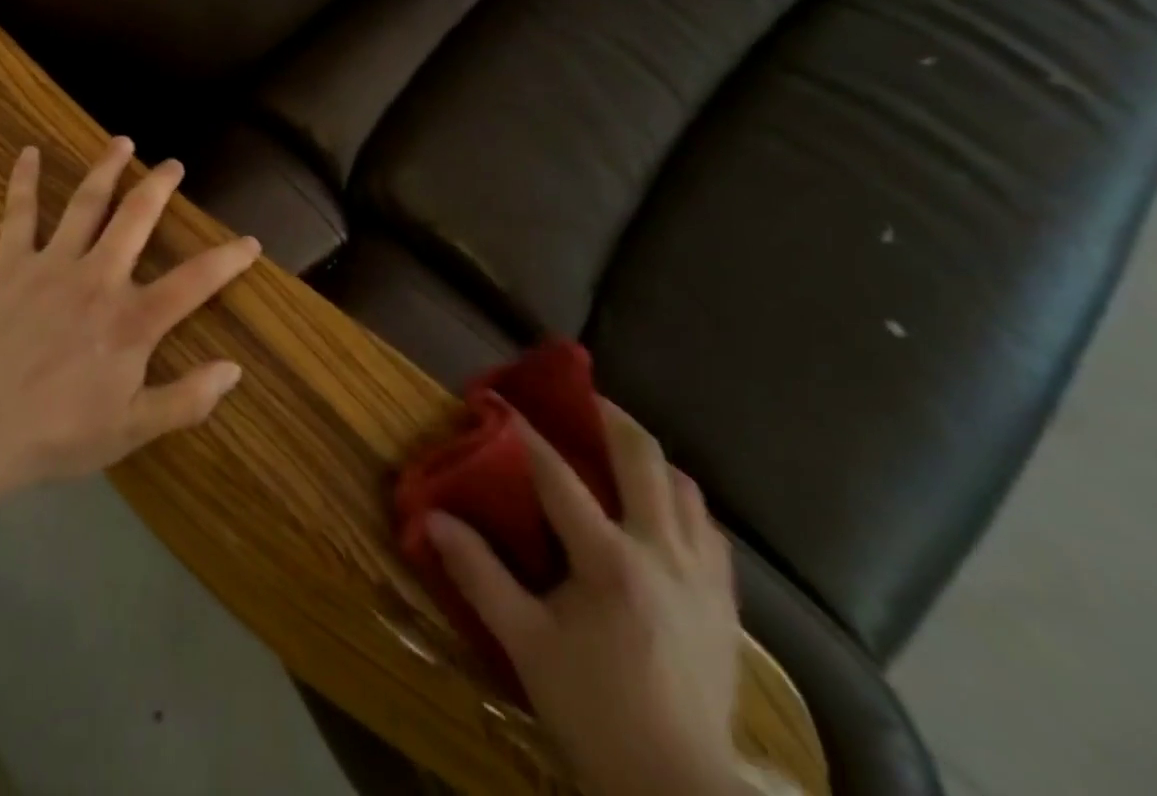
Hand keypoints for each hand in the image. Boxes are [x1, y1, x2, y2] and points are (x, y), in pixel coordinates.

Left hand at [0, 137, 259, 500]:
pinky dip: (23, 180)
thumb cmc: (57, 434)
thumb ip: (186, 399)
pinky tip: (27, 151)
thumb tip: (234, 369)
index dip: (228, 259)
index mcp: (132, 319)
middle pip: (137, 218)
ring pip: (87, 203)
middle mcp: (98, 278)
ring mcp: (52, 265)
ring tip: (122, 142)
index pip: (195, 280)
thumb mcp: (131, 430)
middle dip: (159, 186)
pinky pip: (19, 214)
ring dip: (107, 168)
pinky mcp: (10, 265)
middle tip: (174, 165)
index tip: (250, 242)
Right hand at [426, 400, 745, 795]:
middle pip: (643, 457)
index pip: (558, 475)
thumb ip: (478, 575)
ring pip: (685, 488)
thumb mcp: (525, 644)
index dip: (524, 432)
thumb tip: (430, 520)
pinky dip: (683, 507)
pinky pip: (710, 531)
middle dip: (610, 417)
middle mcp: (663, 552)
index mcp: (610, 560)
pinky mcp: (726, 605)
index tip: (499, 400)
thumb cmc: (595, 713)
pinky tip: (663, 516)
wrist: (681, 794)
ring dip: (651, 461)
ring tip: (620, 456)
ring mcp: (703, 577)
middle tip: (582, 401)